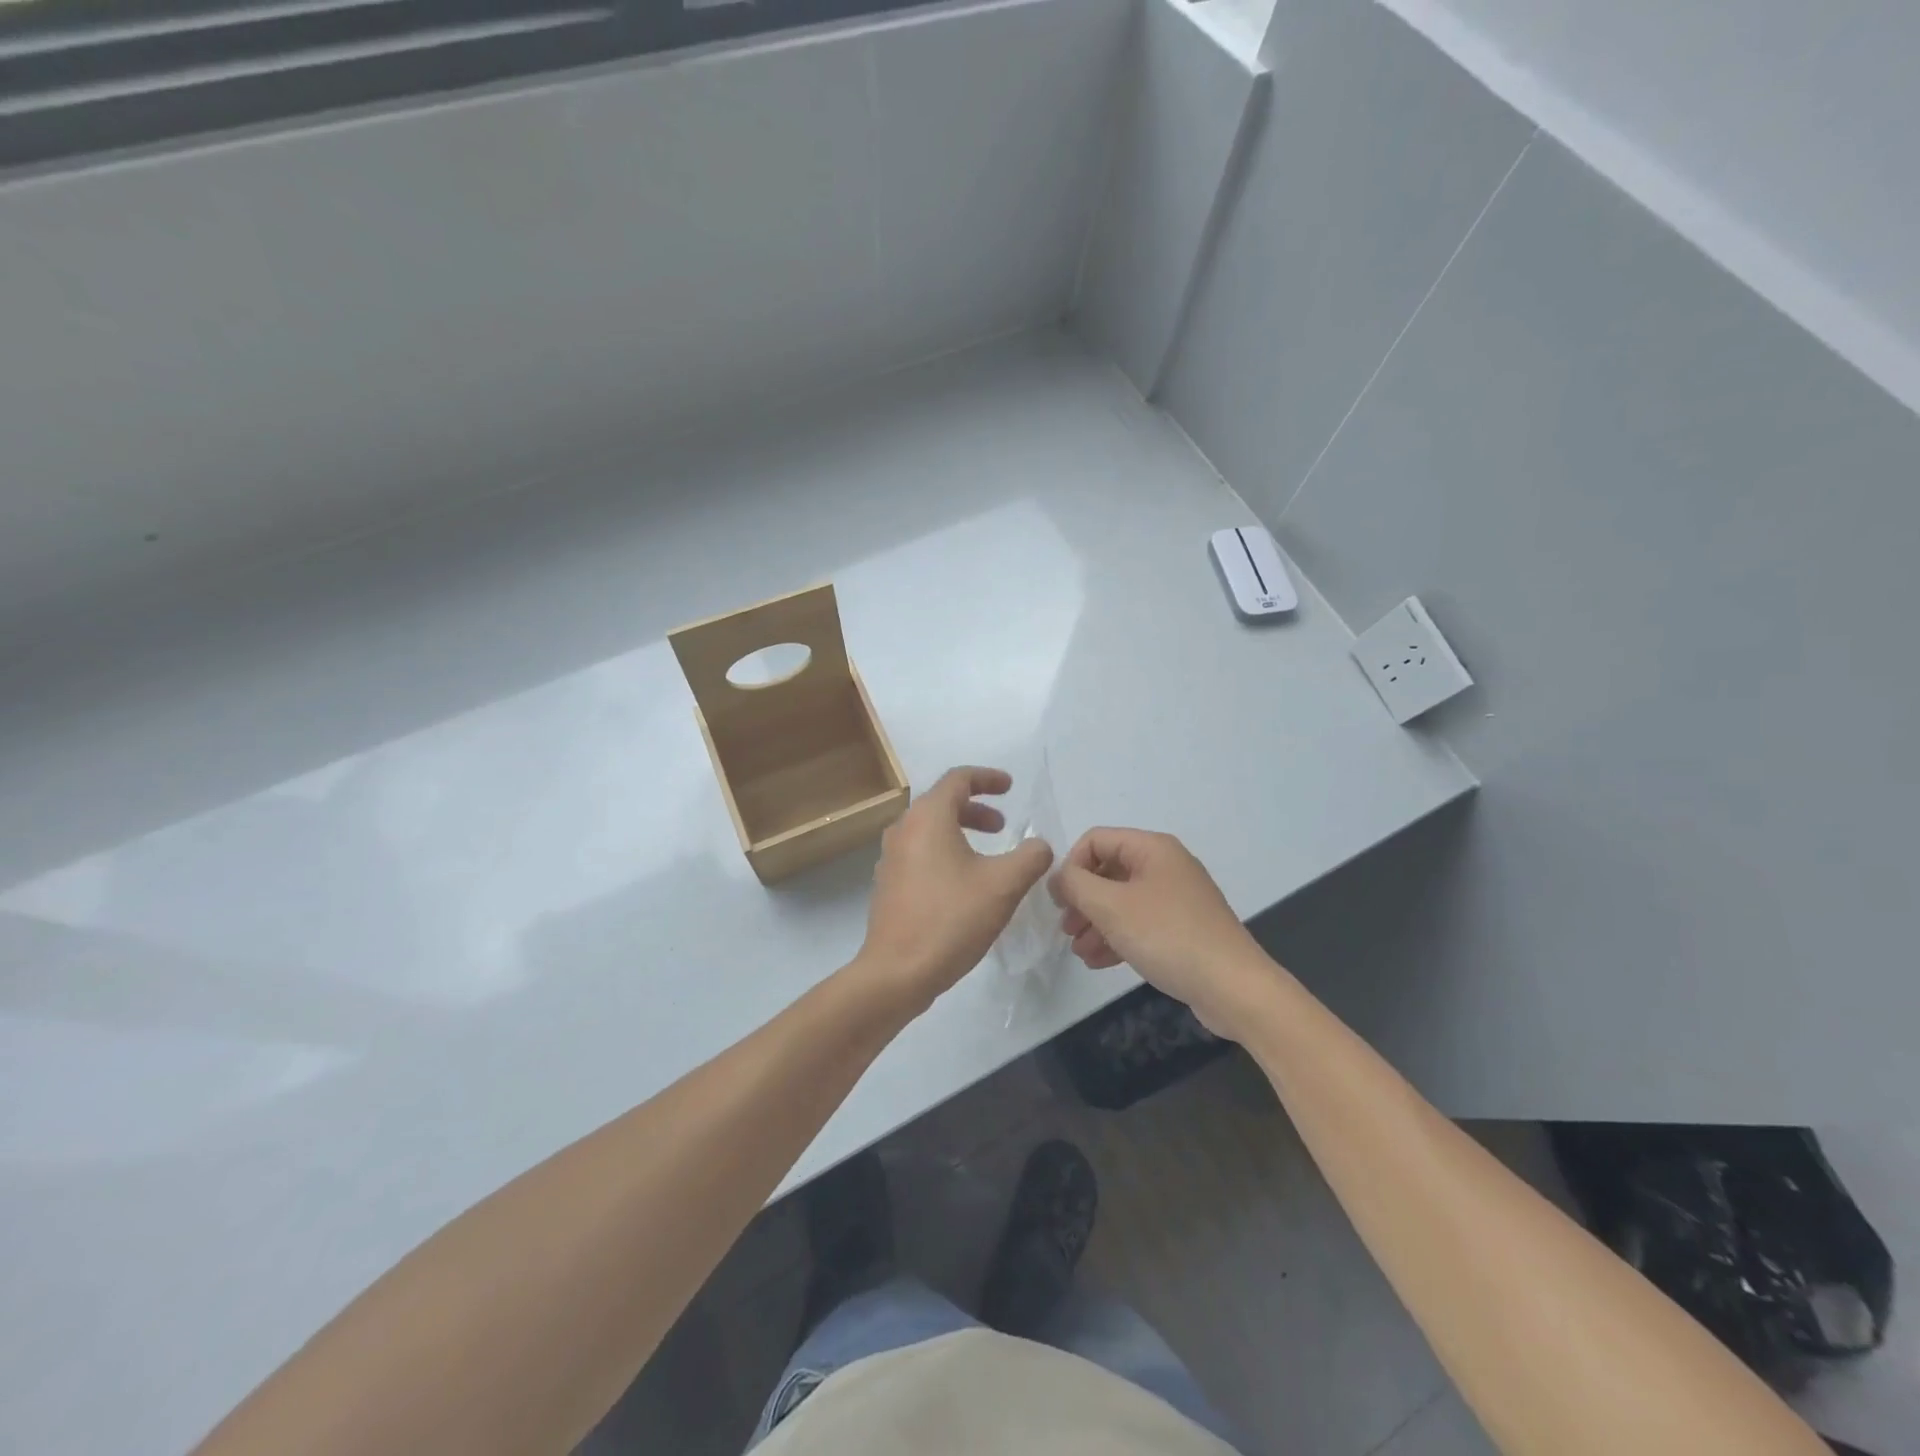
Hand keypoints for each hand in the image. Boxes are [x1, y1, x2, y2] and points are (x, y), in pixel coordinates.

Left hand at [853, 767, 1054, 1015]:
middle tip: (1002, 826)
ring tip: (987, 855)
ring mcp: (891, 857)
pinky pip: (920, 853)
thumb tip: (1039, 845)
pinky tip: (964, 884)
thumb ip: (1031, 856)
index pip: (958, 779)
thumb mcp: (1004, 885)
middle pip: (942, 803)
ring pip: (930, 830)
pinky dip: (945, 853)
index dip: (988, 778)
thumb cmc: (951, 919)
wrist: (897, 971)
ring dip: (960, 832)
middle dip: (976, 809)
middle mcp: (903, 829)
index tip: (1010, 787)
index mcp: (928, 817)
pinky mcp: (888, 884)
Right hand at [1049, 827, 1272, 1037]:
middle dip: (1082, 899)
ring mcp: (1176, 897)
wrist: (1232, 987)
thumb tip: (1058, 876)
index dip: (1071, 866)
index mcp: (1152, 848)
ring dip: (1095, 922)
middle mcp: (1165, 865)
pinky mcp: (1182, 927)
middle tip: (1066, 928)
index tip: (1059, 901)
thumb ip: (1076, 885)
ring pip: (1122, 900)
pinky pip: (1139, 922)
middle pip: (1108, 870)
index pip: (1095, 840)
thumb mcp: (1111, 907)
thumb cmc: (1167, 936)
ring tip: (1079, 951)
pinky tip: (1098, 961)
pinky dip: (1116, 936)